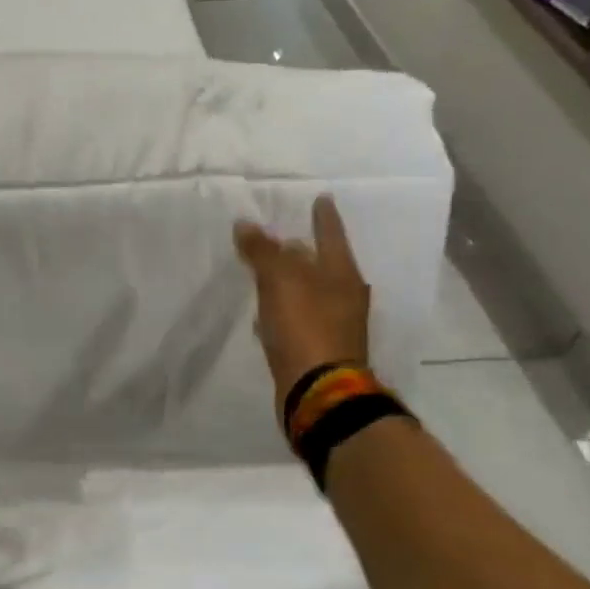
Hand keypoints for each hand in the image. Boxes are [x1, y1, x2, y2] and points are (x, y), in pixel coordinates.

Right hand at [234, 195, 371, 410]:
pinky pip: (299, 316)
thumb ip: (262, 251)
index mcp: (342, 275)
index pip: (331, 235)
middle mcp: (344, 296)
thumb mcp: (279, 282)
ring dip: (292, 280)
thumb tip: (245, 223)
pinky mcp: (318, 347)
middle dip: (303, 249)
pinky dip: (284, 308)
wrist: (319, 389)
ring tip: (268, 272)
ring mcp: (334, 323)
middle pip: (322, 263)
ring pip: (310, 290)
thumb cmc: (305, 327)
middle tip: (283, 236)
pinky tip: (266, 312)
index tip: (321, 199)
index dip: (324, 217)